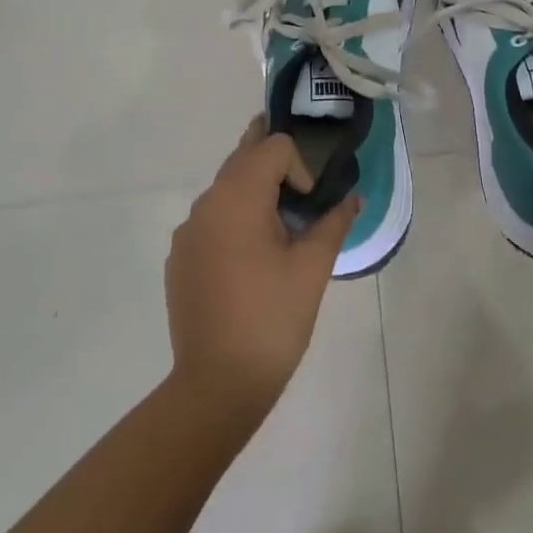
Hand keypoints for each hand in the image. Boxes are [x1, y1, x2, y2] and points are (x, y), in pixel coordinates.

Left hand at [165, 117, 359, 426]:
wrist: (217, 385)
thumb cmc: (272, 319)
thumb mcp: (313, 268)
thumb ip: (334, 223)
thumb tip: (352, 199)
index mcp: (237, 198)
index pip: (272, 147)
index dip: (300, 166)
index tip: (311, 205)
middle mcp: (206, 205)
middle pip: (243, 159)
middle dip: (274, 163)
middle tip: (303, 182)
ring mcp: (187, 233)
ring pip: (225, 189)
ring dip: (255, 191)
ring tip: (281, 227)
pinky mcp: (180, 259)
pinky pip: (211, 220)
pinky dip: (235, 220)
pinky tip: (251, 261)